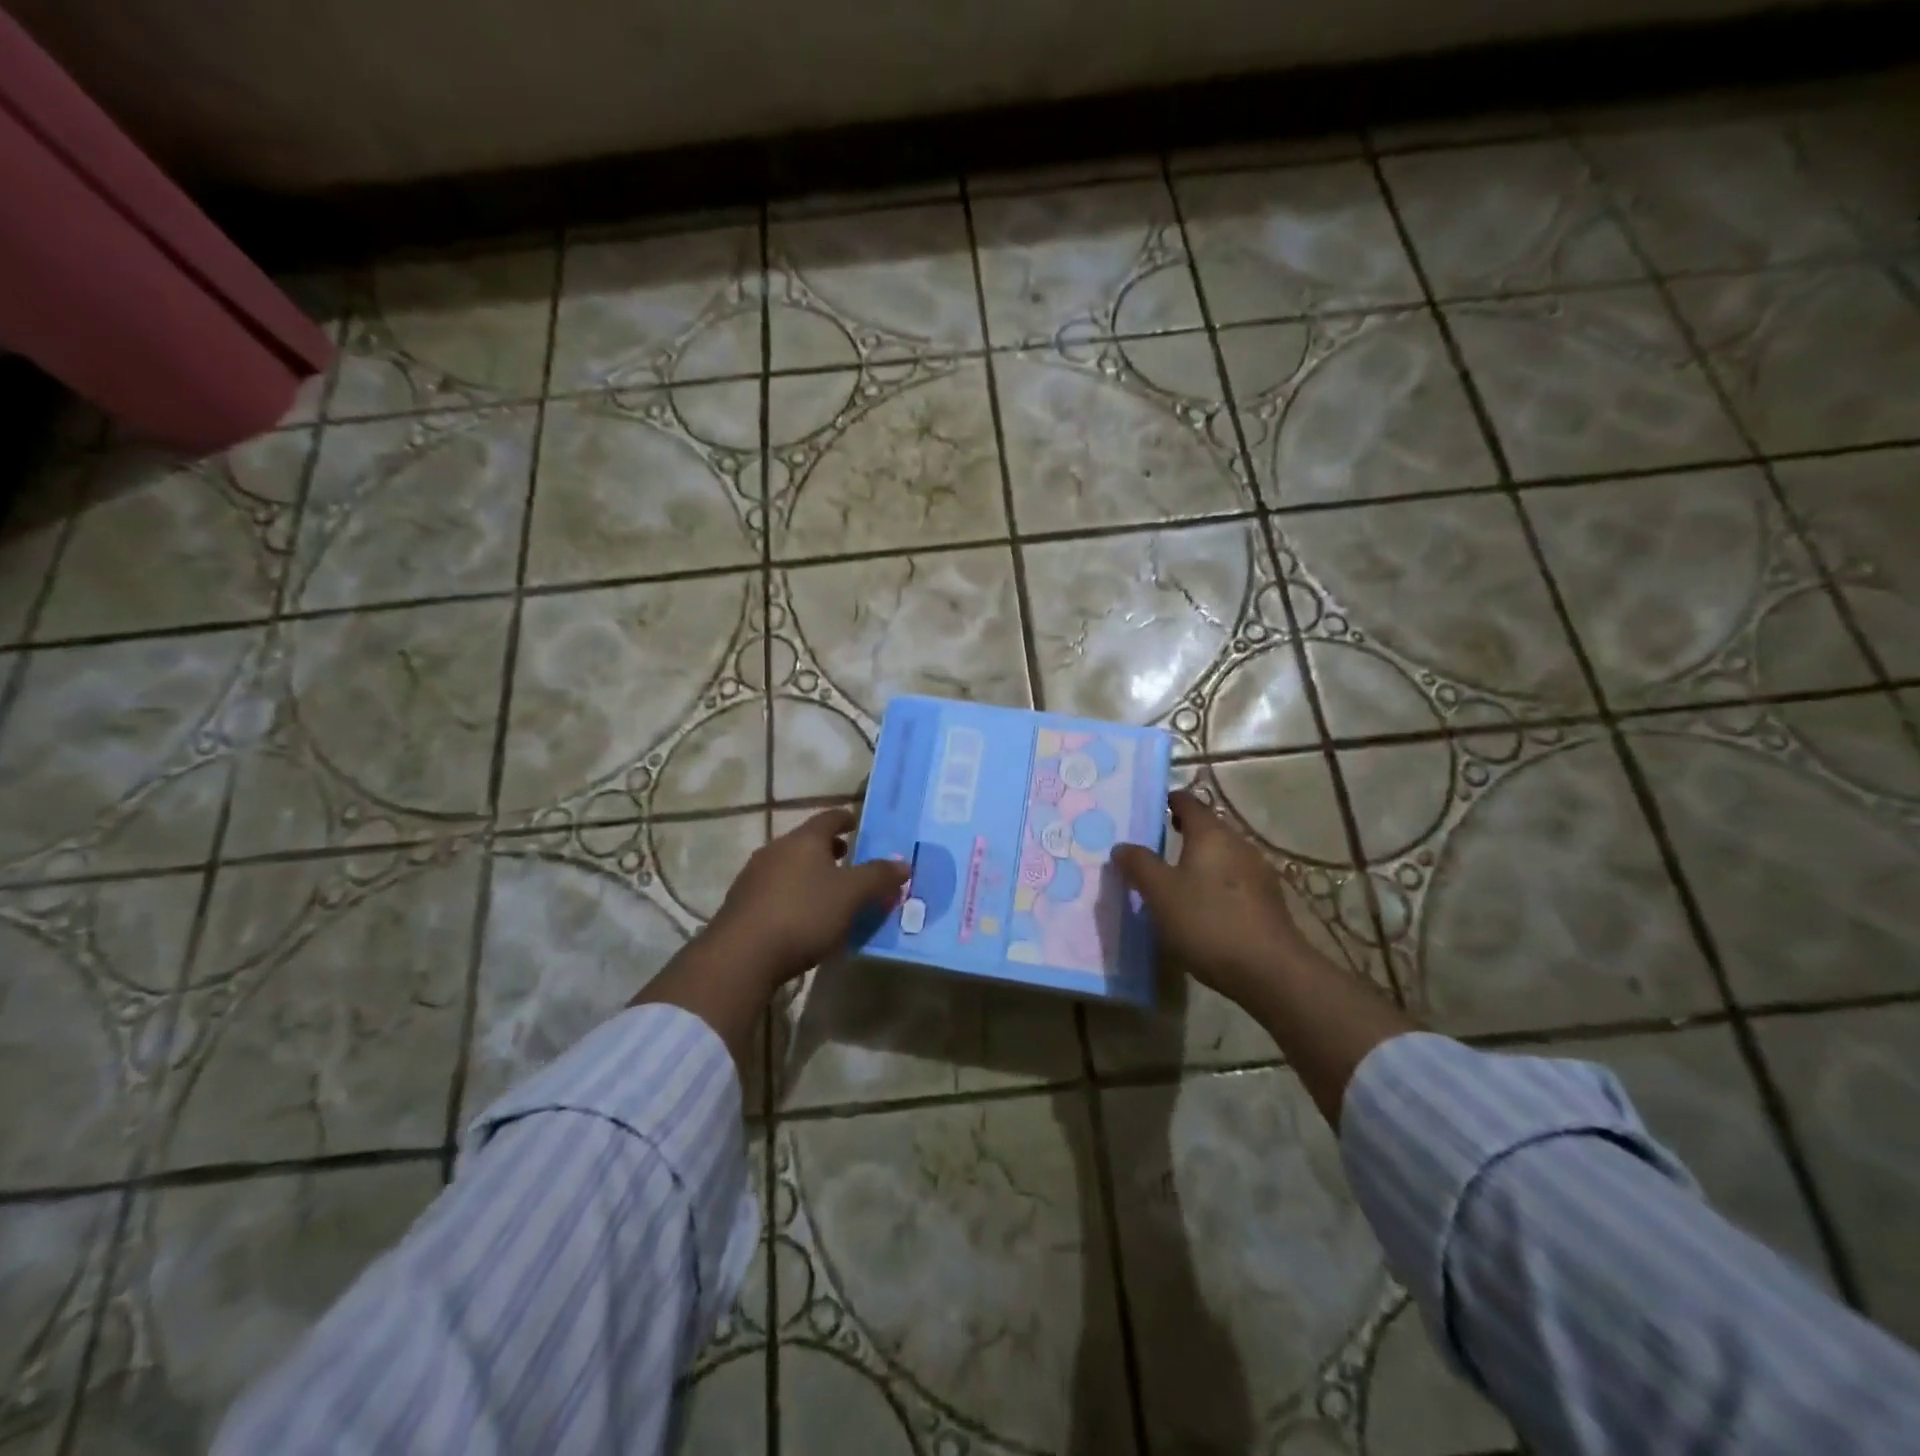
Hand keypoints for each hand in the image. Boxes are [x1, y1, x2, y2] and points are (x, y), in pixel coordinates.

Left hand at [702, 808, 909, 990]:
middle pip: (807, 842)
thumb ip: (879, 877)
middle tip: (849, 861)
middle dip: (830, 850)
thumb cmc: (804, 914)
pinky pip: (776, 890)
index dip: (846, 819)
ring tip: (829, 893)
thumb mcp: (852, 896)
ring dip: (811, 874)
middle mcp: (776, 849)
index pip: (829, 818)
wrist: (741, 956)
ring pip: (790, 866)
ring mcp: (754, 876)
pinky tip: (803, 917)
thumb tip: (903, 863)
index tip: (857, 824)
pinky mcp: (741, 904)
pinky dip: (794, 895)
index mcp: (804, 840)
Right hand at [1112, 789, 1324, 1007]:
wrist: (1270, 970)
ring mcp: (1258, 872)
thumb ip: (1139, 865)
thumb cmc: (1207, 921)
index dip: (1170, 801)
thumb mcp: (1160, 893)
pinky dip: (1216, 883)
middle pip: (1208, 828)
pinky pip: (1235, 880)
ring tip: (1177, 878)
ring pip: (1223, 855)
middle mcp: (1239, 844)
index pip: (1188, 803)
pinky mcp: (1268, 901)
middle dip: (1184, 832)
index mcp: (1211, 834)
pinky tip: (1205, 906)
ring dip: (1201, 860)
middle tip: (1157, 844)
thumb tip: (1122, 846)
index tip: (1152, 807)